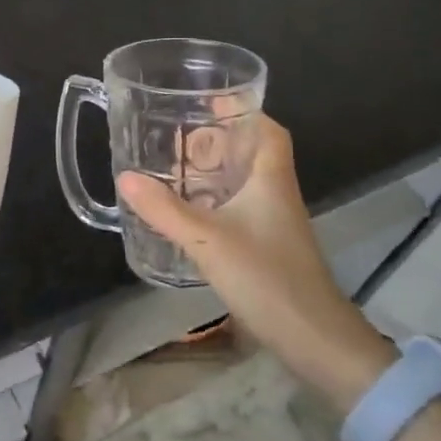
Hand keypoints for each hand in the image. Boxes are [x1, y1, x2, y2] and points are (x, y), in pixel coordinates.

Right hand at [119, 117, 392, 408]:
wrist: (315, 340)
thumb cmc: (267, 278)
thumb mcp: (207, 240)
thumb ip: (164, 209)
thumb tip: (125, 177)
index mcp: (271, 179)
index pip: (268, 130)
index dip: (244, 109)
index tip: (210, 99)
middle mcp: (276, 195)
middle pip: (252, 152)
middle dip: (218, 139)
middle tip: (178, 136)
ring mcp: (274, 223)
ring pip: (244, 182)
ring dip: (214, 171)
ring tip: (174, 169)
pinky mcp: (268, 248)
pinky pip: (238, 209)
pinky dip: (214, 201)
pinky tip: (187, 212)